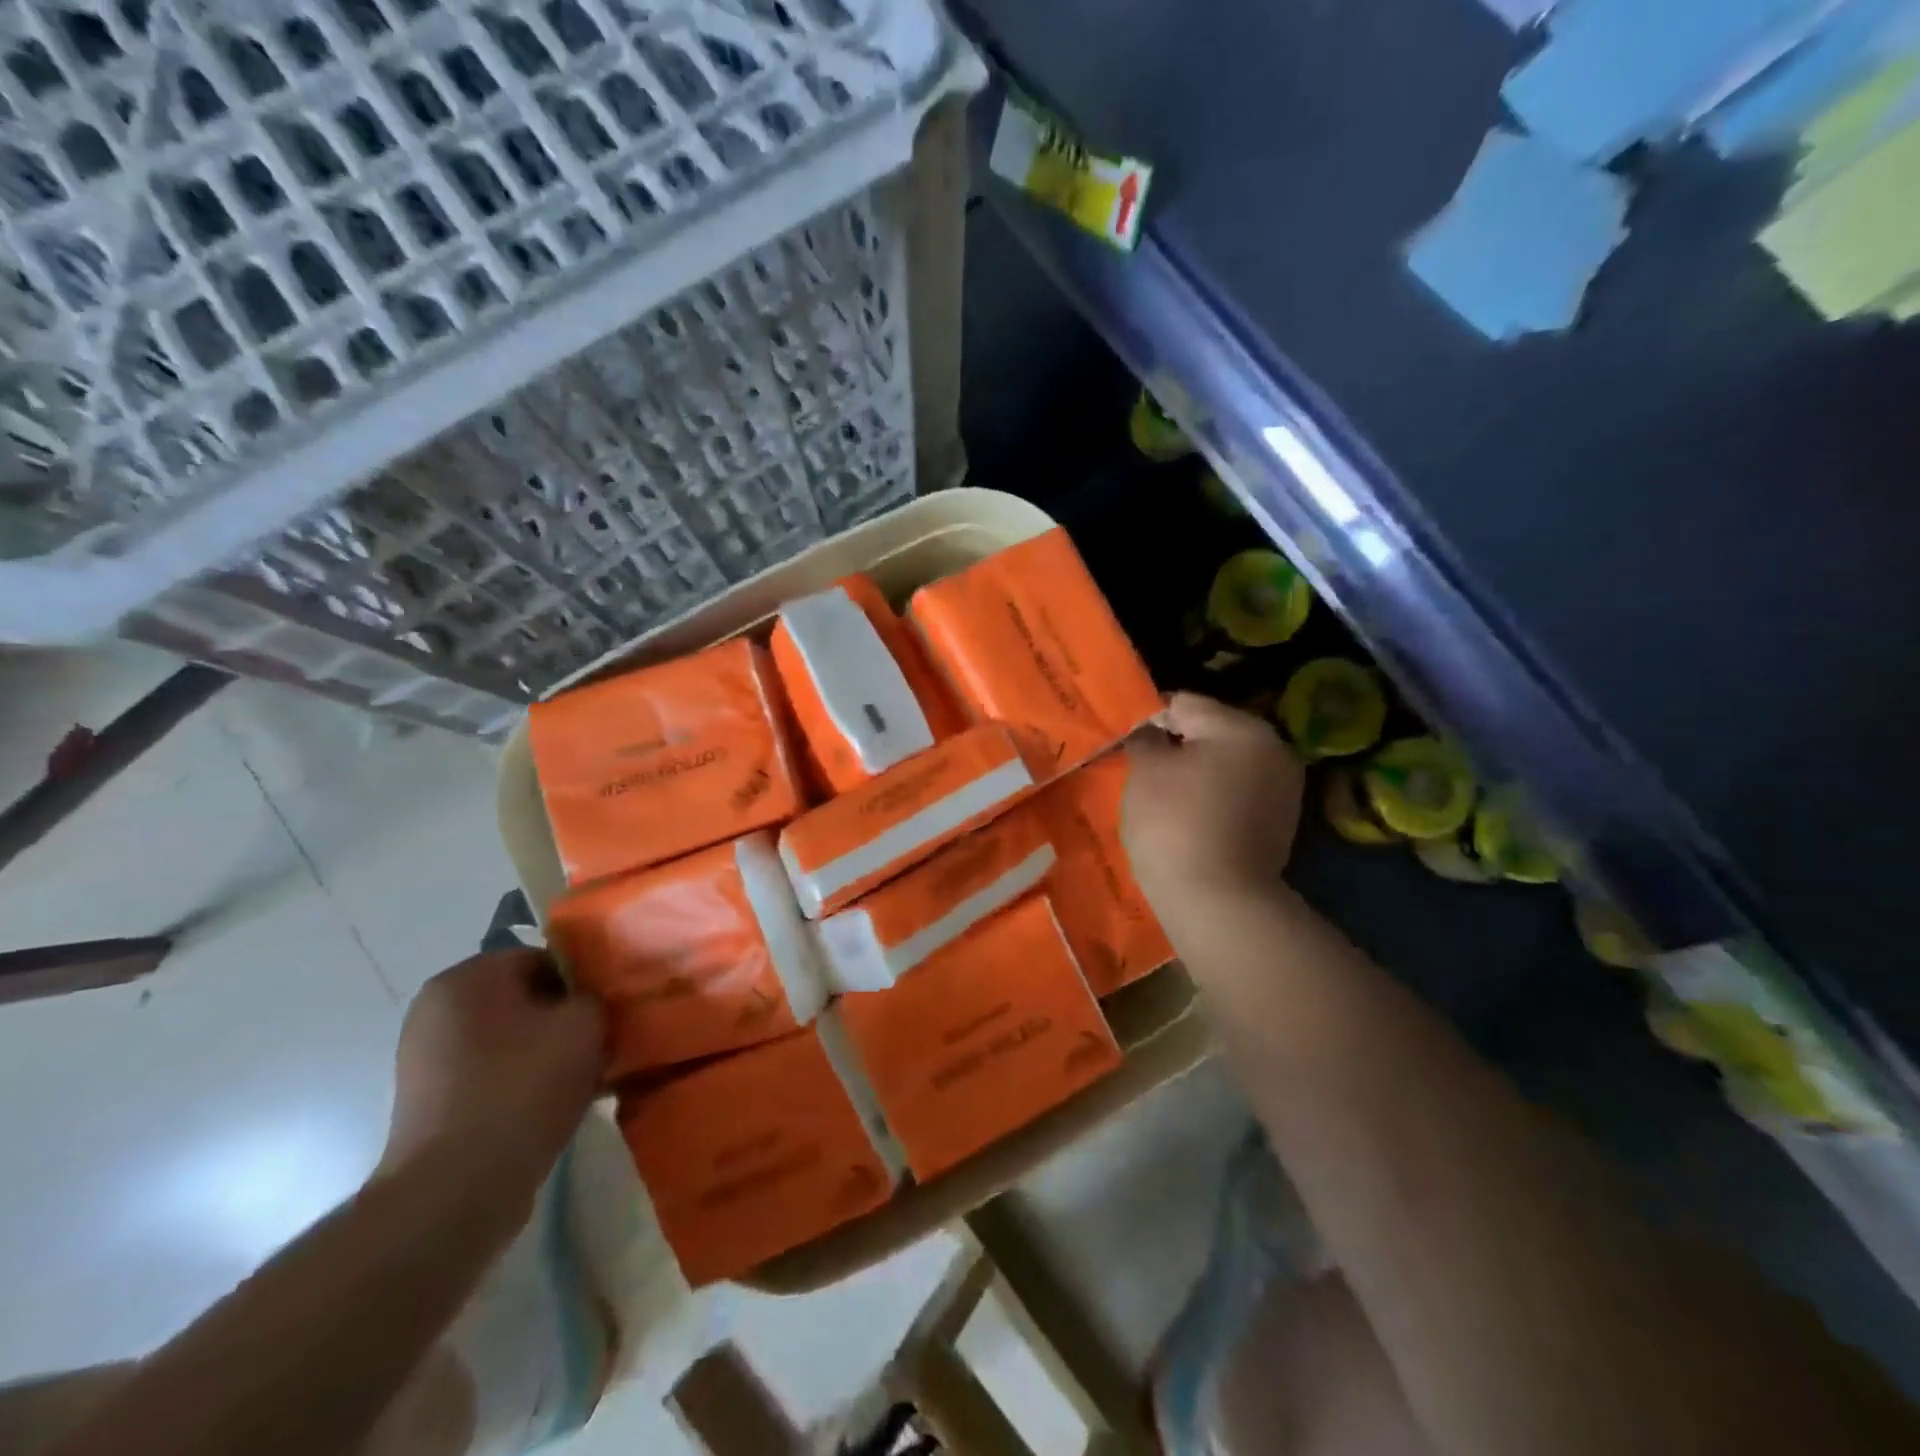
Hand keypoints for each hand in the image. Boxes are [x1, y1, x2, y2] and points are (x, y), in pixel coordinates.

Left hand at [382, 950, 605, 1200]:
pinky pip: (491, 1073)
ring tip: (581, 1080)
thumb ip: (594, 995)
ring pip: (510, 1038)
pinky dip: (521, 1082)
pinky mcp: (428, 1102)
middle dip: (563, 1019)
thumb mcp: (584, 1025)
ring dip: (546, 1052)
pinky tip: (552, 1107)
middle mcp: (436, 1008)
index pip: (542, 958)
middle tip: (598, 1045)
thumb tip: (589, 1000)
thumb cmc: (522, 1089)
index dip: (581, 983)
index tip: (606, 1013)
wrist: (456, 1191)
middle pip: (524, 998)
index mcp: (466, 977)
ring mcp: (425, 1058)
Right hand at [1123, 693, 1305, 910]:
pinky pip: (1237, 796)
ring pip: (1226, 765)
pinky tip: (1189, 821)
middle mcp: (1273, 749)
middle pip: (1211, 733)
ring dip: (1196, 774)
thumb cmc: (1175, 824)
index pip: (1184, 703)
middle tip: (1142, 768)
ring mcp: (1283, 789)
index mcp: (1241, 727)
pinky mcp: (1281, 824)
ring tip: (1163, 797)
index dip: (1149, 717)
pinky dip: (1214, 800)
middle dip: (1177, 746)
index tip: (1126, 739)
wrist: (1218, 902)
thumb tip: (1150, 730)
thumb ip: (1145, 738)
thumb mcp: (1146, 771)